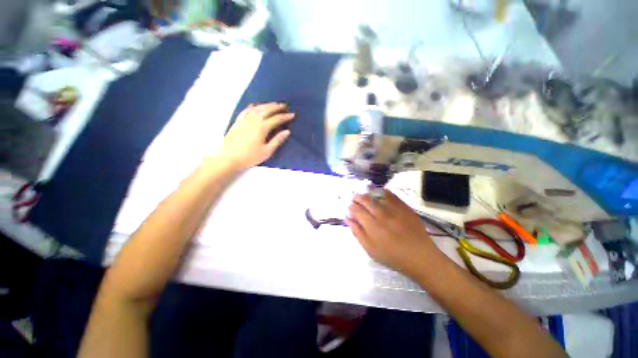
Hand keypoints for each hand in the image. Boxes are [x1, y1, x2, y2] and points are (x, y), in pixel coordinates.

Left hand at [221, 103, 294, 169]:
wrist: (228, 158)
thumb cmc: (250, 157)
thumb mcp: (267, 151)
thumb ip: (277, 140)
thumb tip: (287, 131)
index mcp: (262, 128)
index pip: (276, 119)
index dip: (285, 116)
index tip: (292, 114)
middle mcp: (253, 120)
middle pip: (267, 110)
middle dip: (277, 107)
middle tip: (284, 106)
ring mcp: (244, 120)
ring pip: (257, 108)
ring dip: (266, 105)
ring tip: (273, 104)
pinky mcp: (238, 122)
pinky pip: (246, 110)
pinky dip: (252, 107)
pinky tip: (255, 105)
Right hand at [346, 189, 437, 274]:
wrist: (419, 256)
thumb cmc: (392, 256)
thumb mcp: (370, 249)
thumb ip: (357, 233)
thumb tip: (348, 219)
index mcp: (372, 226)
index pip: (357, 211)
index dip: (351, 207)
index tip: (350, 207)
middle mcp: (382, 215)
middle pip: (366, 200)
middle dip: (357, 197)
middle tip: (354, 197)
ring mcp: (394, 210)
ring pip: (377, 196)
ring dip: (368, 193)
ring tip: (364, 193)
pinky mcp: (404, 207)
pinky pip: (392, 195)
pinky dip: (383, 191)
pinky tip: (379, 191)